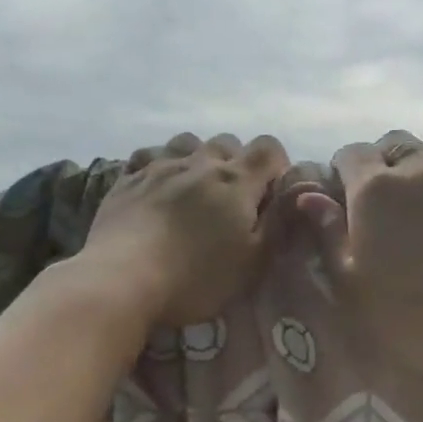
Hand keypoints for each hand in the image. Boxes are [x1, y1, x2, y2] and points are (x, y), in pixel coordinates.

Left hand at [83, 132, 290, 326]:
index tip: (272, 193)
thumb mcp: (252, 261)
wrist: (122, 278)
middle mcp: (199, 163)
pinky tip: (157, 185)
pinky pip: (149, 156)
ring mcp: (159, 166)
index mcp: (236, 180)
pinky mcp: (127, 179)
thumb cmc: (196, 277)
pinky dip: (160, 164)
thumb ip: (279, 223)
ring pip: (187, 142)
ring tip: (195, 188)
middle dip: (237, 163)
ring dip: (198, 158)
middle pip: (227, 143)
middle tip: (233, 200)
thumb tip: (300, 192)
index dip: (276, 165)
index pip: (269, 147)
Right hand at [290, 134, 422, 392]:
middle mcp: (421, 168)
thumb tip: (310, 196)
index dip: (346, 170)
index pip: (352, 154)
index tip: (348, 194)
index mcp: (375, 190)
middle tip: (389, 198)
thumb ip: (329, 234)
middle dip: (386, 162)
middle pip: (396, 144)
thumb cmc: (412, 318)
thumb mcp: (353, 284)